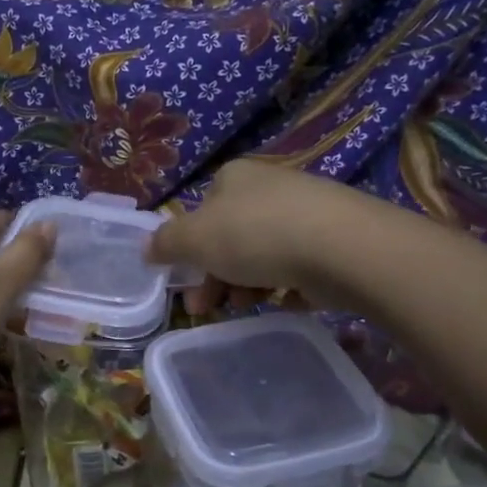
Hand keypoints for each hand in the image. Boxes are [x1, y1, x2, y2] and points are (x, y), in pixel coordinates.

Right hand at [147, 160, 372, 314]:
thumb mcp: (195, 239)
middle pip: (231, 237)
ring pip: (263, 255)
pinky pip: (298, 268)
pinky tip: (283, 303)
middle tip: (207, 308)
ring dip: (246, 285)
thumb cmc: (256, 235)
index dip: (190, 249)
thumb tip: (146, 248)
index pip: (202, 211)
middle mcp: (270, 188)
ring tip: (246, 307)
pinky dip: (285, 287)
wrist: (341, 247)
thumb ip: (167, 243)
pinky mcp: (334, 241)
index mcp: (234, 178)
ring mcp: (306, 213)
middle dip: (215, 275)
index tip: (185, 282)